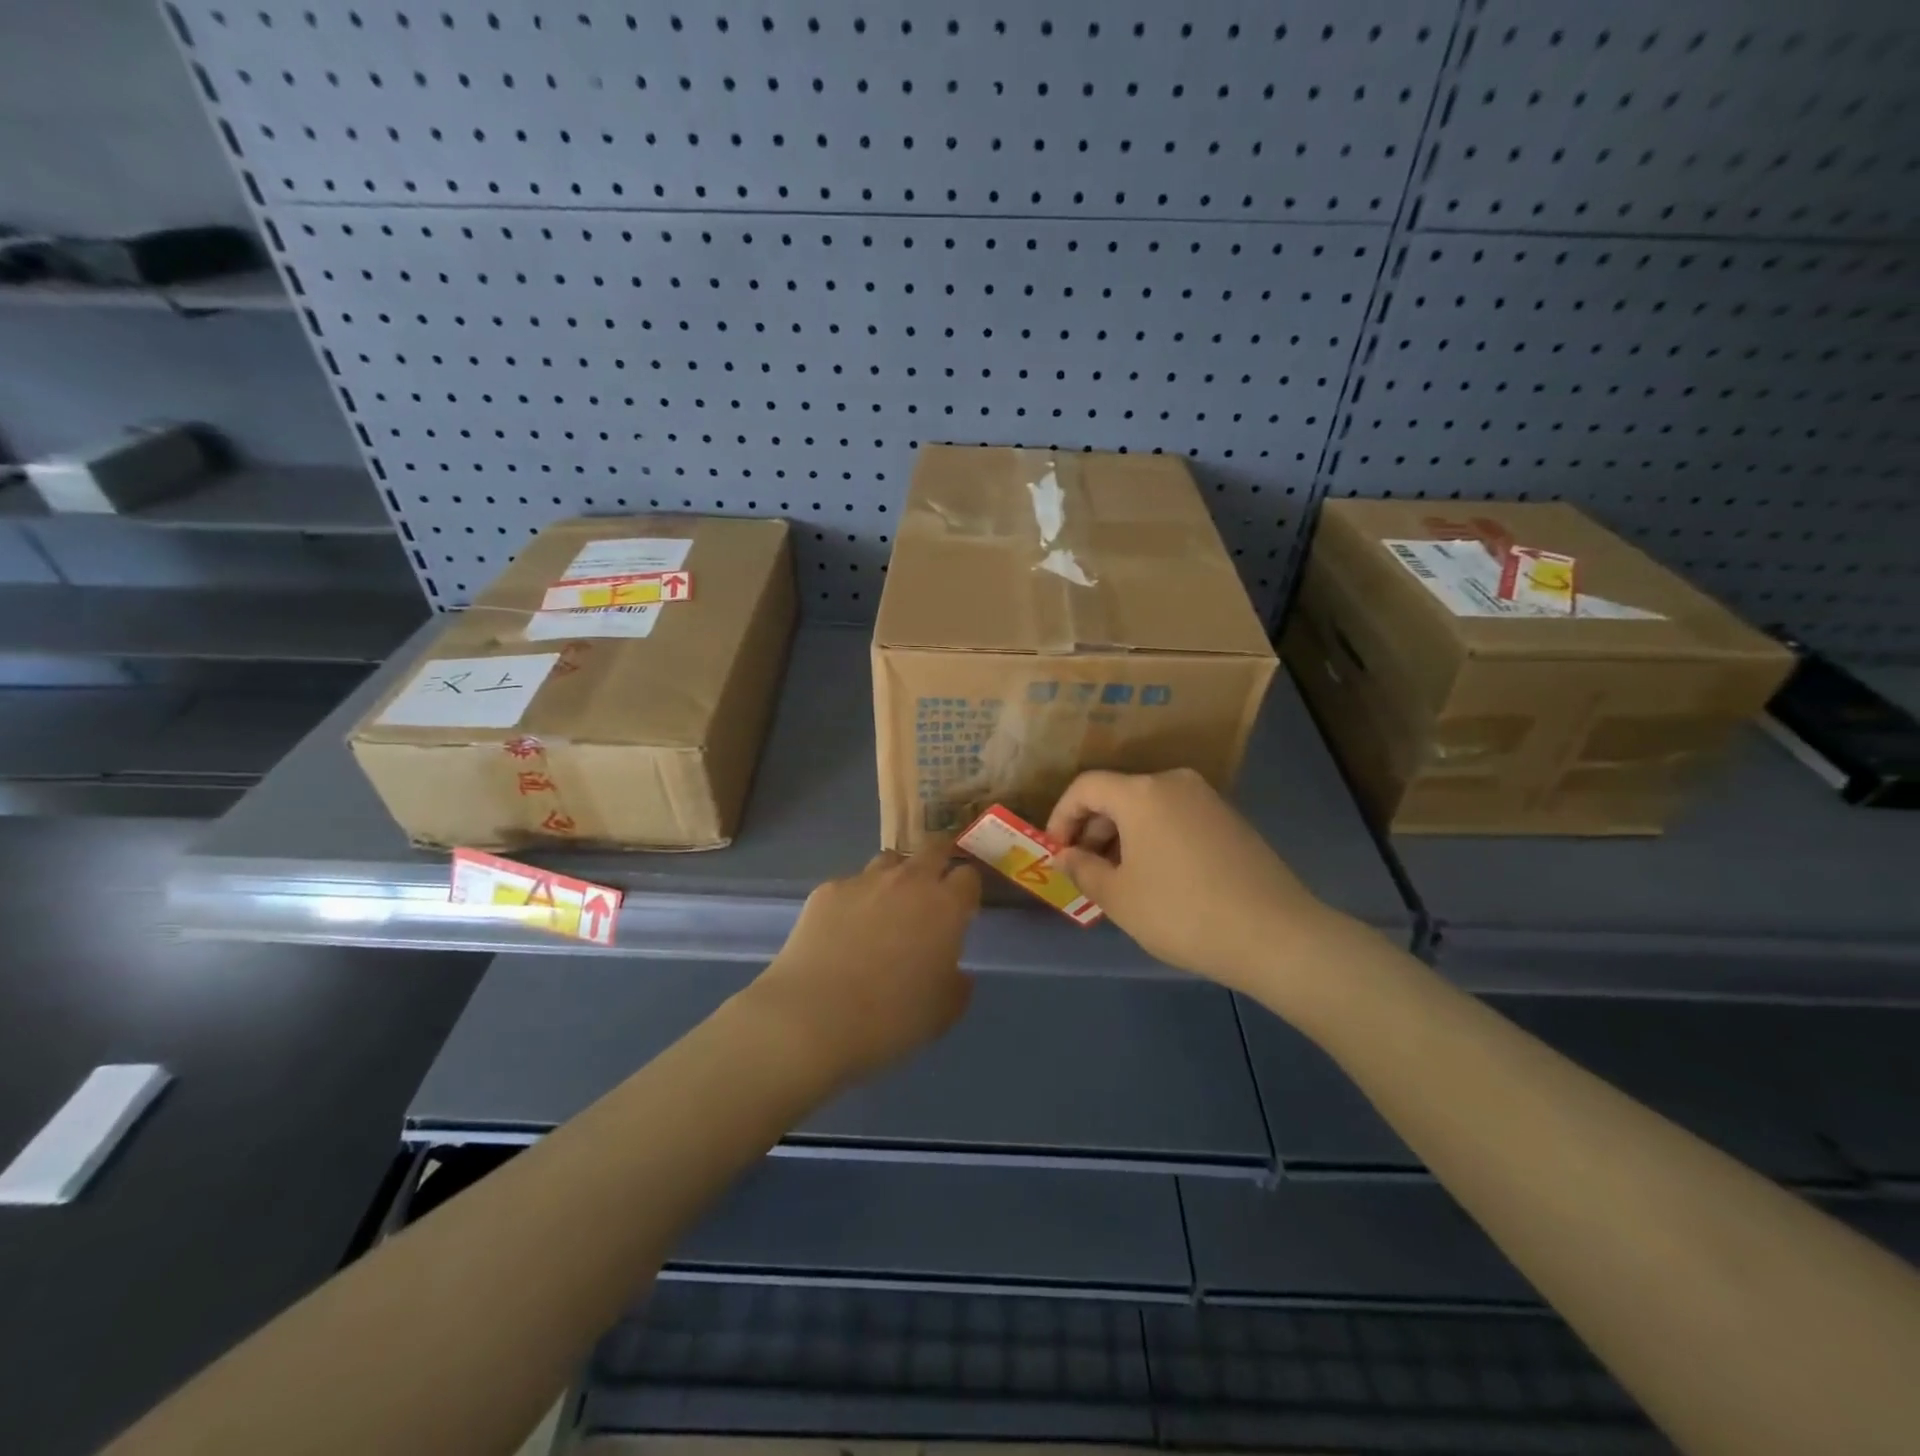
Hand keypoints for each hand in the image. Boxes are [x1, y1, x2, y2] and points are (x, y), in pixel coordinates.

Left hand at [747, 838, 980, 1082]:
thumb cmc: (890, 1019)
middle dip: (938, 861)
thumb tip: (957, 972)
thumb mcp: (942, 1014)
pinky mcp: (828, 889)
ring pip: (890, 860)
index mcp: (946, 907)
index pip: (968, 876)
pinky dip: (855, 898)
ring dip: (896, 875)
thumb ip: (957, 985)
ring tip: (887, 905)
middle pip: (933, 849)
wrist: (813, 1017)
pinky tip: (843, 927)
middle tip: (933, 888)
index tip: (962, 908)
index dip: (967, 889)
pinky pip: (851, 883)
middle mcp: (909, 881)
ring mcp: (865, 880)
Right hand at [1047, 768, 1346, 993]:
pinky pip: (1177, 818)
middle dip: (1093, 829)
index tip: (1057, 852)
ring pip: (1149, 807)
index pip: (1085, 787)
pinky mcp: (1231, 819)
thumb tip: (1066, 855)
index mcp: (1141, 793)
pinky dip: (1155, 838)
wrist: (1275, 934)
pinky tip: (1158, 877)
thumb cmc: (1182, 912)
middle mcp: (1174, 782)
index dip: (1061, 816)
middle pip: (1118, 794)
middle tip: (1084, 870)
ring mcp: (1207, 799)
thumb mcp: (1119, 897)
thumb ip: (1083, 869)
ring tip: (1119, 879)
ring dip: (1124, 836)